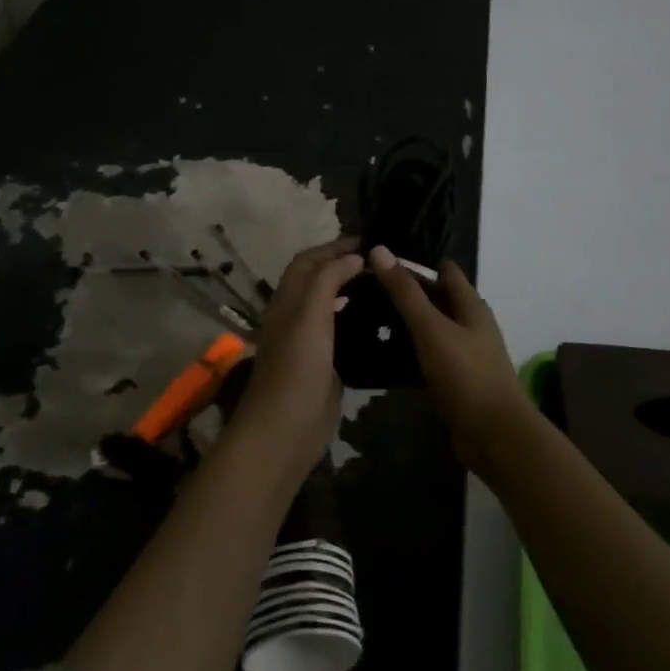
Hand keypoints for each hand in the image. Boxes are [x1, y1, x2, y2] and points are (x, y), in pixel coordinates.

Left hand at [230, 237, 363, 470]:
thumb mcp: (309, 316)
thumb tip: (353, 257)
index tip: (367, 240)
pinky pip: (343, 333)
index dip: (333, 246)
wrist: (286, 430)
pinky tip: (381, 320)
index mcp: (287, 301)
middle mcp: (296, 316)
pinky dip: (358, 319)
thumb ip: (328, 281)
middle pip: (318, 280)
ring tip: (384, 283)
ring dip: (352, 290)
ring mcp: (311, 342)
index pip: (307, 261)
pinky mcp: (326, 364)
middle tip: (381, 261)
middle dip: (344, 264)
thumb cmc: (296, 368)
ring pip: (331, 305)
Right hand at [366, 245, 529, 468]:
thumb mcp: (431, 328)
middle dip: (405, 292)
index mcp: (470, 305)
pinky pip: (428, 358)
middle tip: (364, 288)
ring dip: (405, 324)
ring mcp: (464, 353)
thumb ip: (405, 292)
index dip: (415, 262)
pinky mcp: (455, 380)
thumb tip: (380, 249)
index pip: (444, 270)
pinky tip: (381, 356)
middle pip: (436, 299)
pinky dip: (408, 354)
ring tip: (366, 318)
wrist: (494, 435)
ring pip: (430, 329)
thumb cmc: (465, 374)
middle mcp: (470, 324)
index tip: (381, 259)